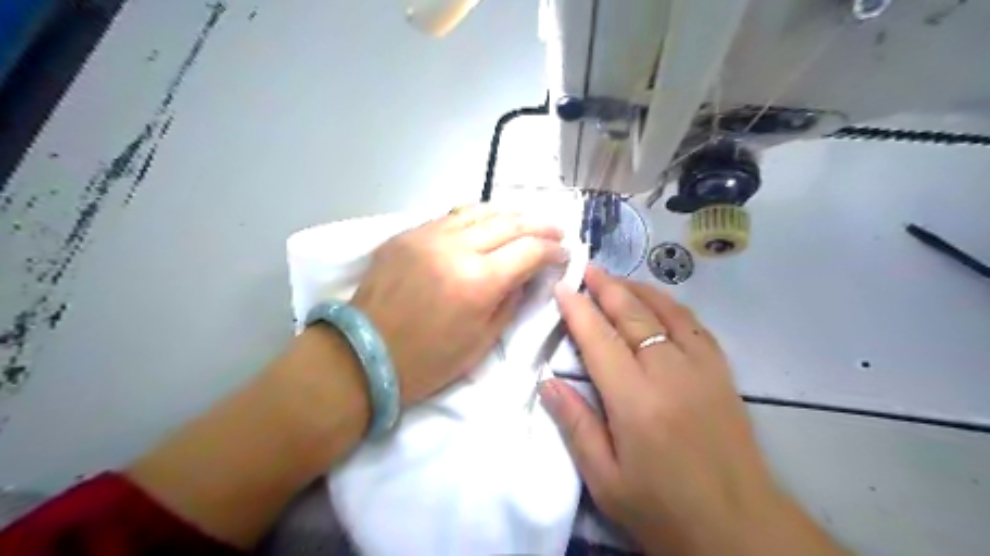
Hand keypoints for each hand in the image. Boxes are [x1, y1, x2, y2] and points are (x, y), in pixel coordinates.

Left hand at [353, 204, 567, 403]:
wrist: (365, 355)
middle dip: (539, 225)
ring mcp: (427, 235)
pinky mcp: (407, 234)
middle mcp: (455, 248)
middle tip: (556, 230)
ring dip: (509, 214)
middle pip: (509, 223)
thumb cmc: (429, 360)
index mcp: (478, 281)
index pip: (529, 251)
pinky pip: (450, 216)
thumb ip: (511, 301)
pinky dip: (476, 217)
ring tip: (525, 222)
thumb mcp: (483, 340)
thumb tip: (528, 275)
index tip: (563, 253)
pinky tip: (486, 224)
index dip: (552, 250)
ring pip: (480, 211)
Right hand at [539, 266, 846, 552]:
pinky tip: (658, 302)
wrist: (739, 528)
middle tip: (587, 268)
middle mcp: (669, 373)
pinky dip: (670, 305)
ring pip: (666, 311)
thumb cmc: (663, 508)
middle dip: (607, 288)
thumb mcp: (606, 480)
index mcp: (635, 401)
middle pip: (633, 315)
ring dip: (638, 289)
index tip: (563, 287)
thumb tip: (547, 381)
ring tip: (616, 279)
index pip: (600, 340)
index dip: (578, 310)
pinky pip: (693, 324)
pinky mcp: (722, 372)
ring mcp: (702, 368)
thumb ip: (576, 425)